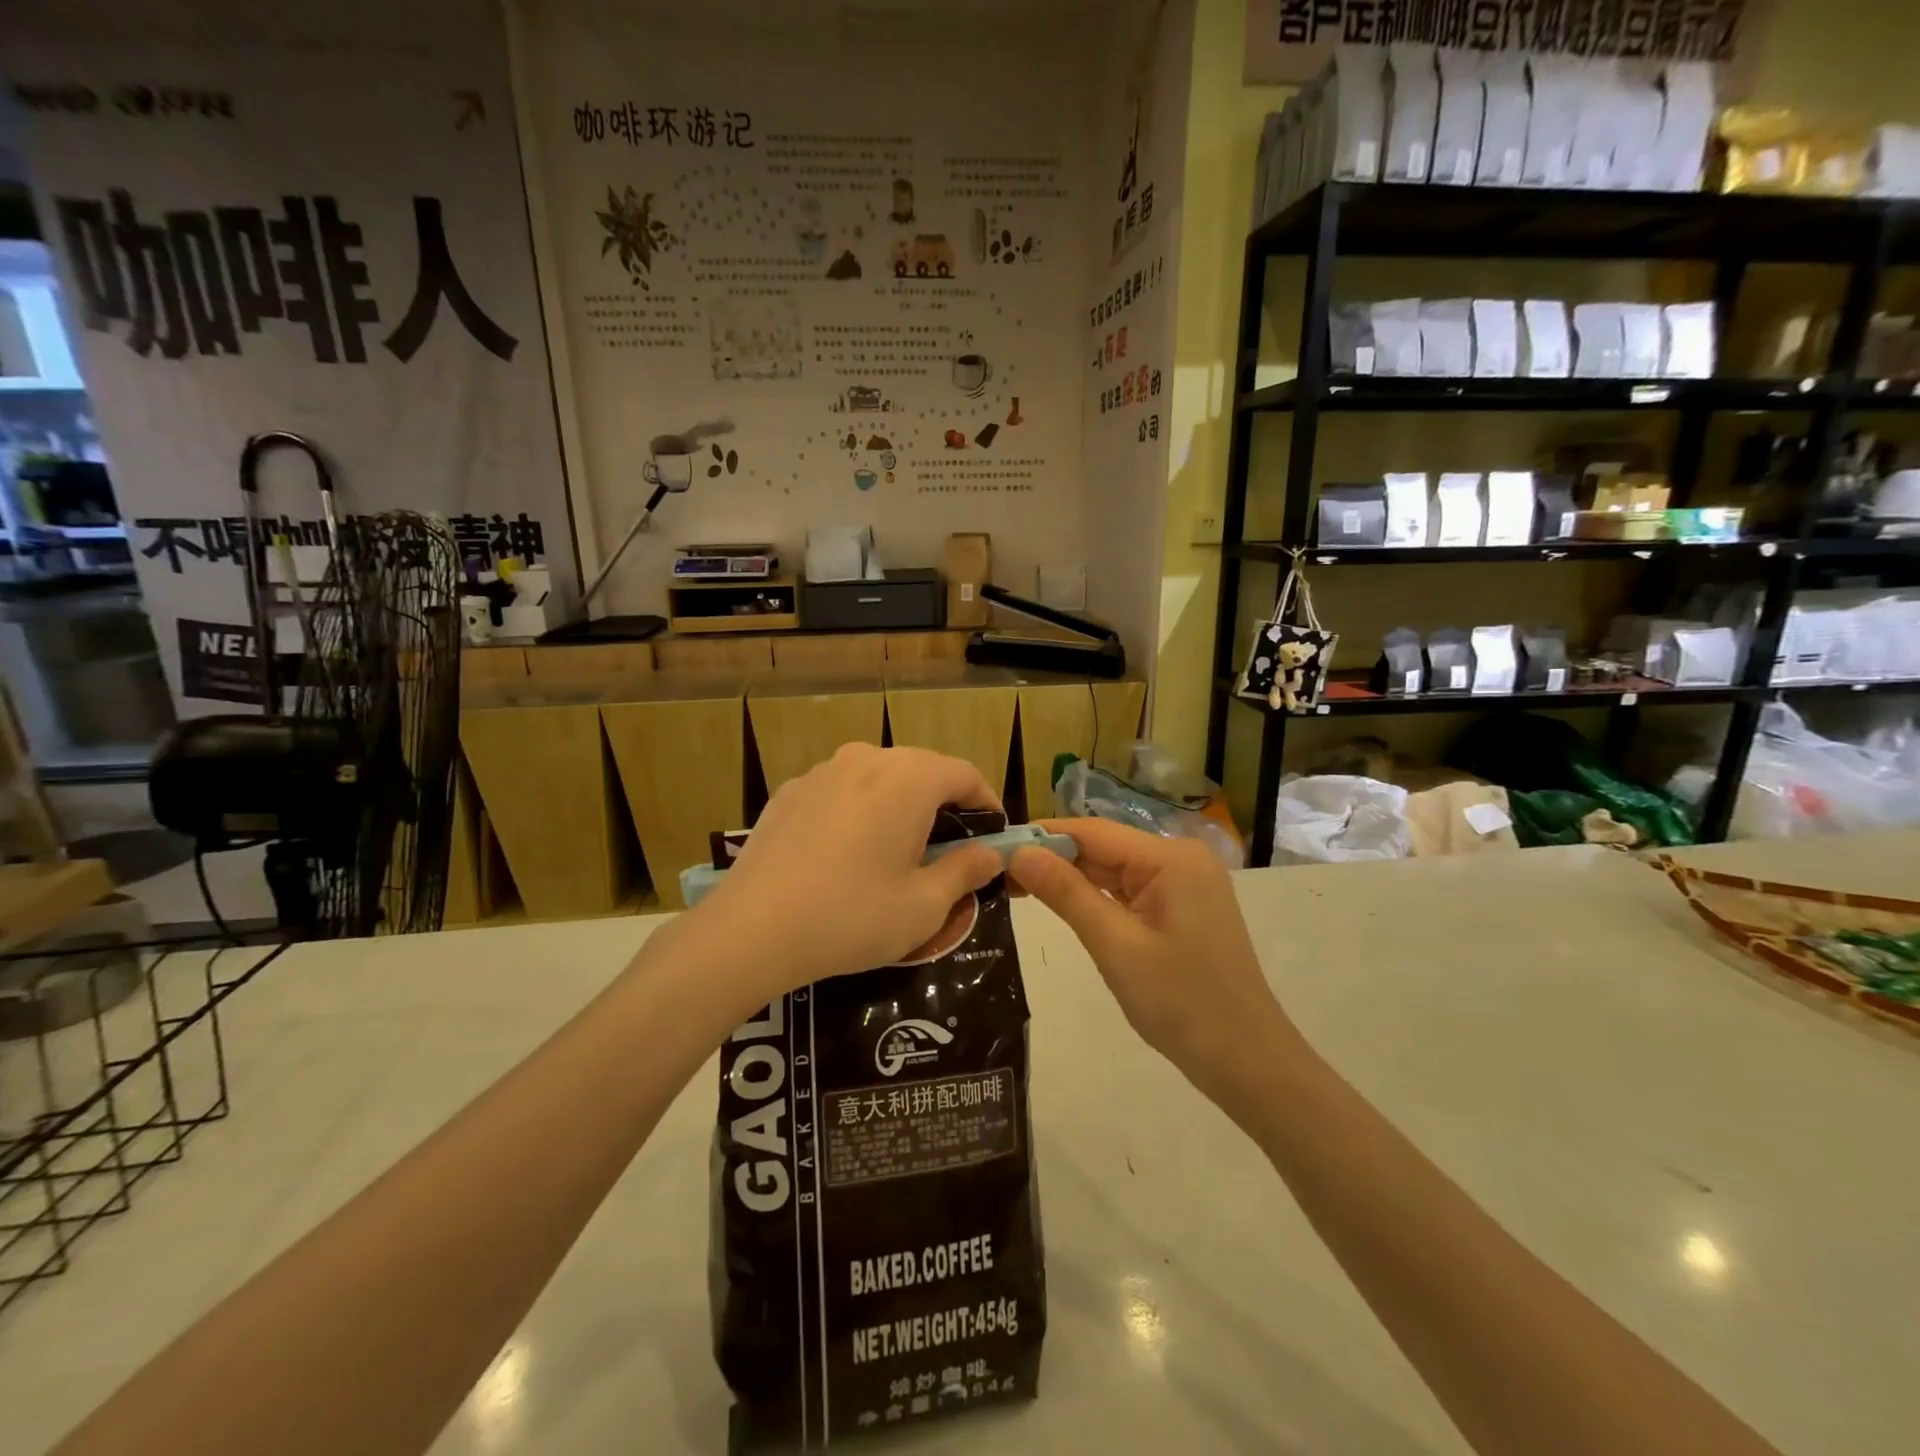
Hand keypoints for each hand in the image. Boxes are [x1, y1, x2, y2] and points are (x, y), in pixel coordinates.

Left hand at [689, 744, 1005, 996]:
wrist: (752, 930)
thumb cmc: (852, 916)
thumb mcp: (924, 905)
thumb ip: (965, 871)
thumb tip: (991, 855)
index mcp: (908, 778)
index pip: (964, 774)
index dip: (987, 803)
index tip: (993, 838)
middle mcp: (867, 759)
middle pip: (921, 771)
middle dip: (944, 805)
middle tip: (949, 851)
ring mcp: (822, 771)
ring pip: (879, 779)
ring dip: (899, 806)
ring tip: (897, 852)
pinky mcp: (790, 792)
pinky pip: (841, 792)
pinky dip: (859, 812)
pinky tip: (846, 856)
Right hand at [1009, 818, 1302, 1113]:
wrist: (1248, 1062)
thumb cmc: (1182, 1004)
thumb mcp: (1115, 946)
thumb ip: (1066, 894)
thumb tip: (1019, 851)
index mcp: (1171, 858)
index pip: (1092, 832)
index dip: (1042, 836)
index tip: (994, 847)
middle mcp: (1180, 859)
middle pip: (1103, 848)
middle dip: (1053, 860)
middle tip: (996, 874)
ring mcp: (1185, 883)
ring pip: (1114, 871)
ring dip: (1071, 880)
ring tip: (1016, 887)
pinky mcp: (1183, 907)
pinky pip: (1130, 892)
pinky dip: (1097, 899)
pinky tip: (1062, 905)